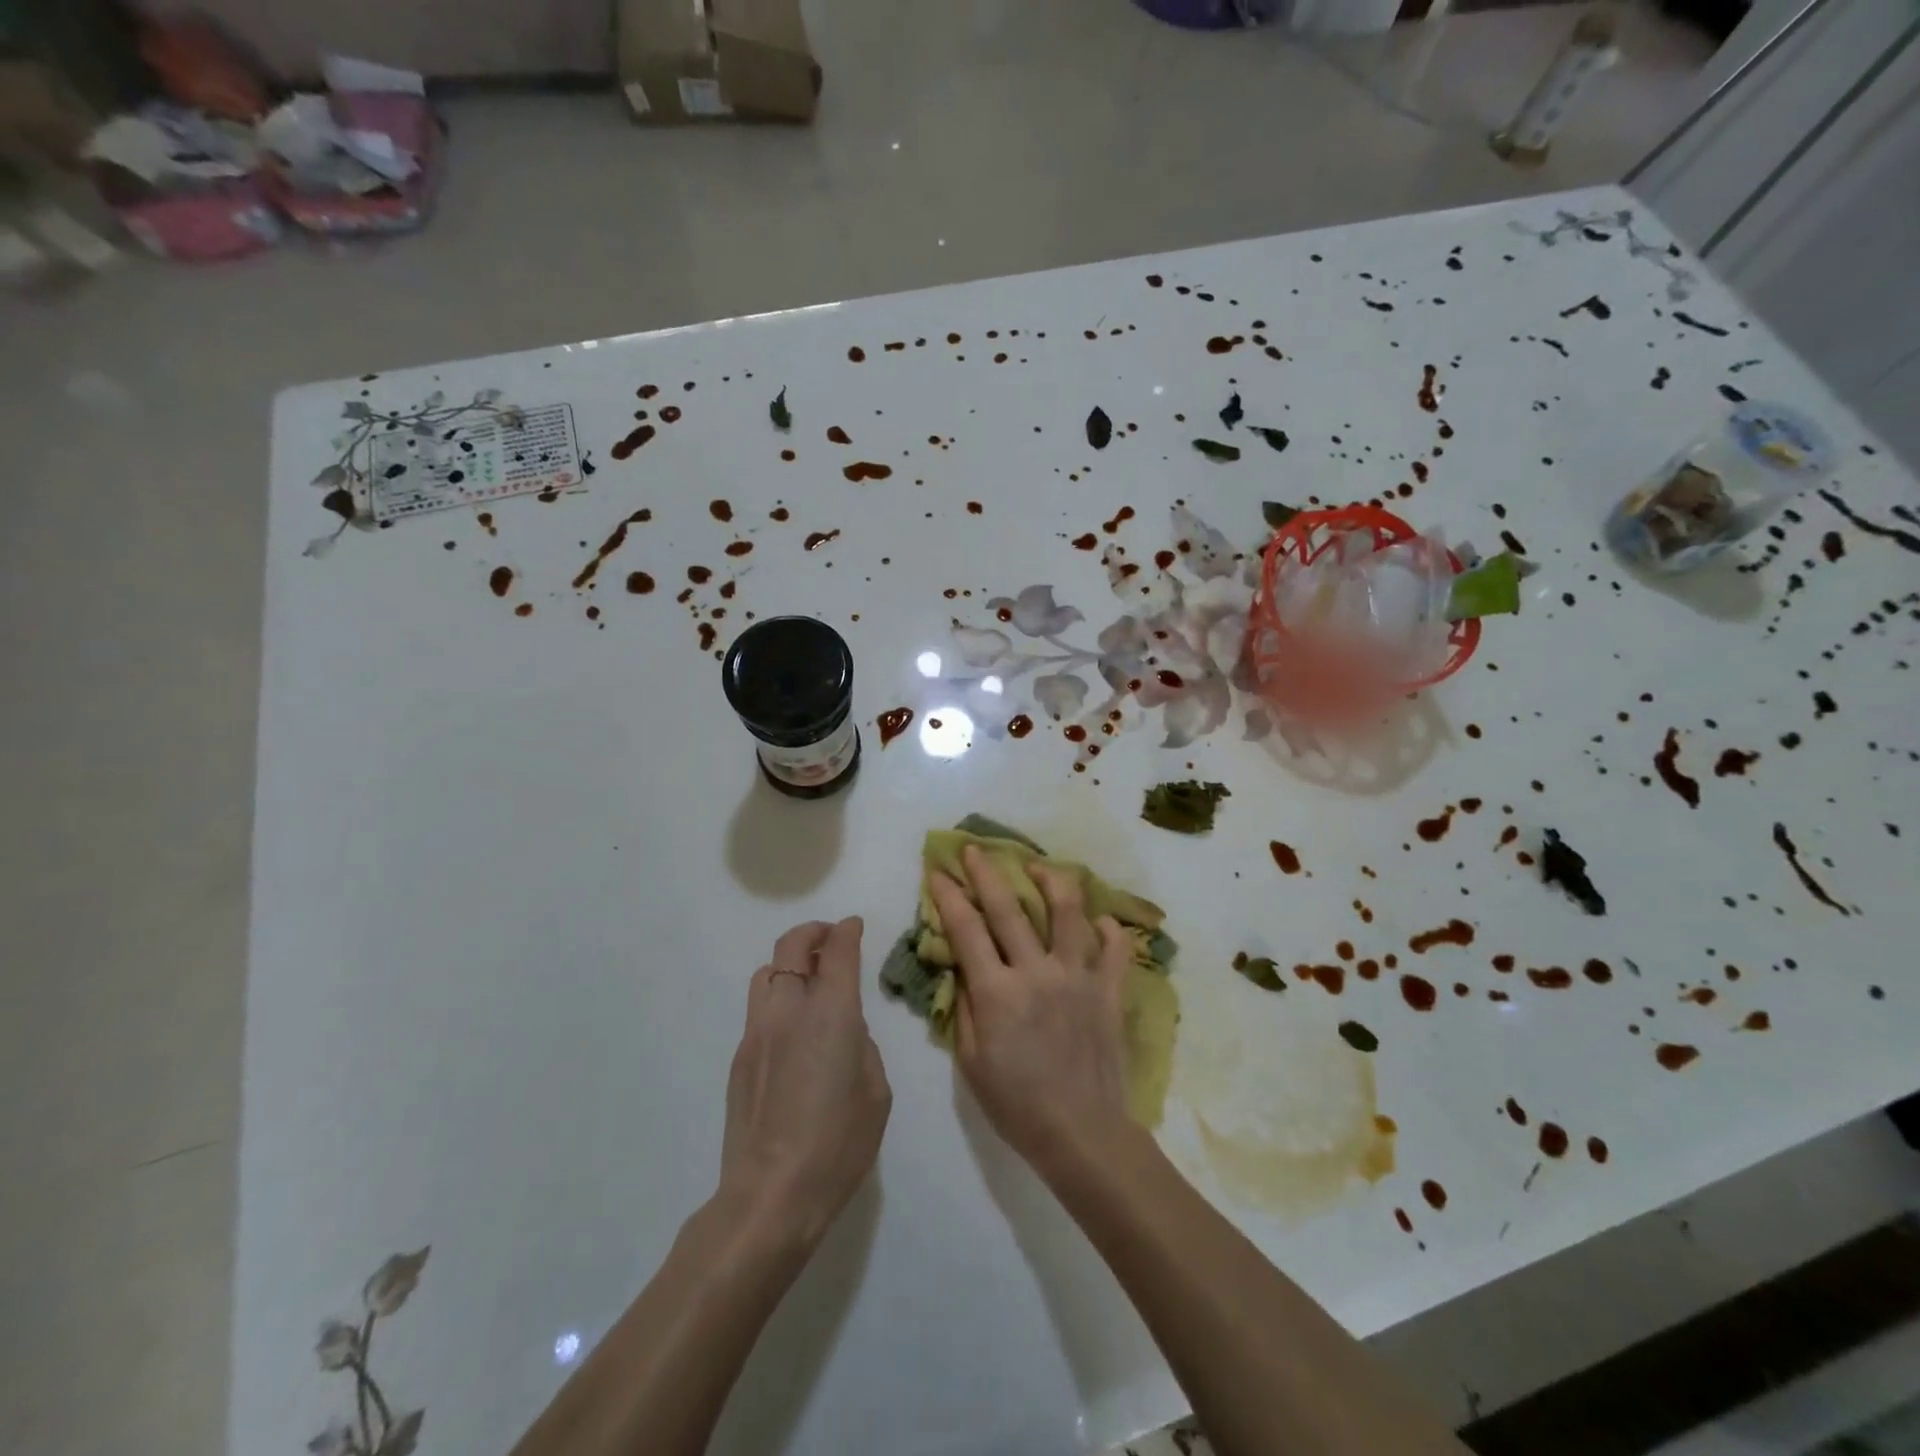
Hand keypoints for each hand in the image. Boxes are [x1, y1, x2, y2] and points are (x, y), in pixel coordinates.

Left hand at [719, 918, 890, 1249]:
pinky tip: (791, 1031)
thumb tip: (845, 1030)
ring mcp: (757, 1031)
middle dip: (813, 933)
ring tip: (807, 980)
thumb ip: (862, 1045)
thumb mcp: (875, 1091)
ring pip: (767, 971)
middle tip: (830, 939)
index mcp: (832, 1012)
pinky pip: (759, 1008)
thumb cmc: (838, 1143)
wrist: (771, 1193)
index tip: (854, 926)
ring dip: (789, 963)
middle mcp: (790, 1008)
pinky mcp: (739, 1056)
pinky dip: (777, 999)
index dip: (847, 931)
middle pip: (792, 945)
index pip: (838, 950)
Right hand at [928, 845, 1135, 1176]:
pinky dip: (1110, 929)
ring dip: (1051, 881)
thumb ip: (964, 1010)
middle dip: (987, 873)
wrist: (1082, 1135)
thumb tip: (963, 971)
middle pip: (1009, 909)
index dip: (949, 897)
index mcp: (997, 992)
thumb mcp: (971, 1064)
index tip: (938, 872)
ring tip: (1038, 866)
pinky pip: (1115, 949)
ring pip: (1067, 913)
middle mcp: (1037, 973)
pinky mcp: (1109, 991)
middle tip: (975, 849)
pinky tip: (1100, 920)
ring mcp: (1078, 977)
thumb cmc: (1017, 1105)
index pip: (967, 930)